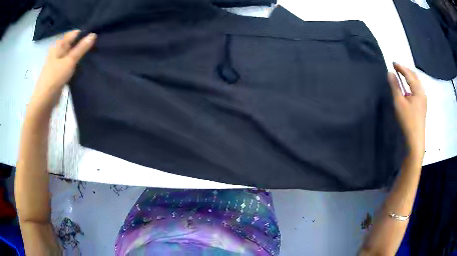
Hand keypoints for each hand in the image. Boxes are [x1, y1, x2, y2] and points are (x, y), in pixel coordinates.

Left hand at [29, 30, 95, 110]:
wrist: (44, 101)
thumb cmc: (55, 78)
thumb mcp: (69, 61)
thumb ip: (81, 48)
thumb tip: (93, 34)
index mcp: (58, 46)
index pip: (73, 34)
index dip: (84, 34)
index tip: (95, 37)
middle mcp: (57, 52)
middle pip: (72, 44)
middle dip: (82, 44)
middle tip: (95, 46)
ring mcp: (57, 63)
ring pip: (70, 55)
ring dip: (79, 55)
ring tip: (91, 55)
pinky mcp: (58, 73)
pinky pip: (69, 64)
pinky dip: (75, 64)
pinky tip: (82, 66)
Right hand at [388, 63, 426, 159]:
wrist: (415, 140)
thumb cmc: (408, 120)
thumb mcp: (399, 102)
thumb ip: (395, 86)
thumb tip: (390, 73)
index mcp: (418, 90)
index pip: (409, 74)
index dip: (400, 67)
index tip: (392, 63)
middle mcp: (422, 92)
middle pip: (415, 77)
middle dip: (406, 70)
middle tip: (397, 68)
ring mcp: (423, 100)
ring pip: (417, 84)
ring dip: (409, 77)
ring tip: (402, 76)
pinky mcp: (422, 106)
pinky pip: (417, 90)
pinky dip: (411, 85)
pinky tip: (408, 89)